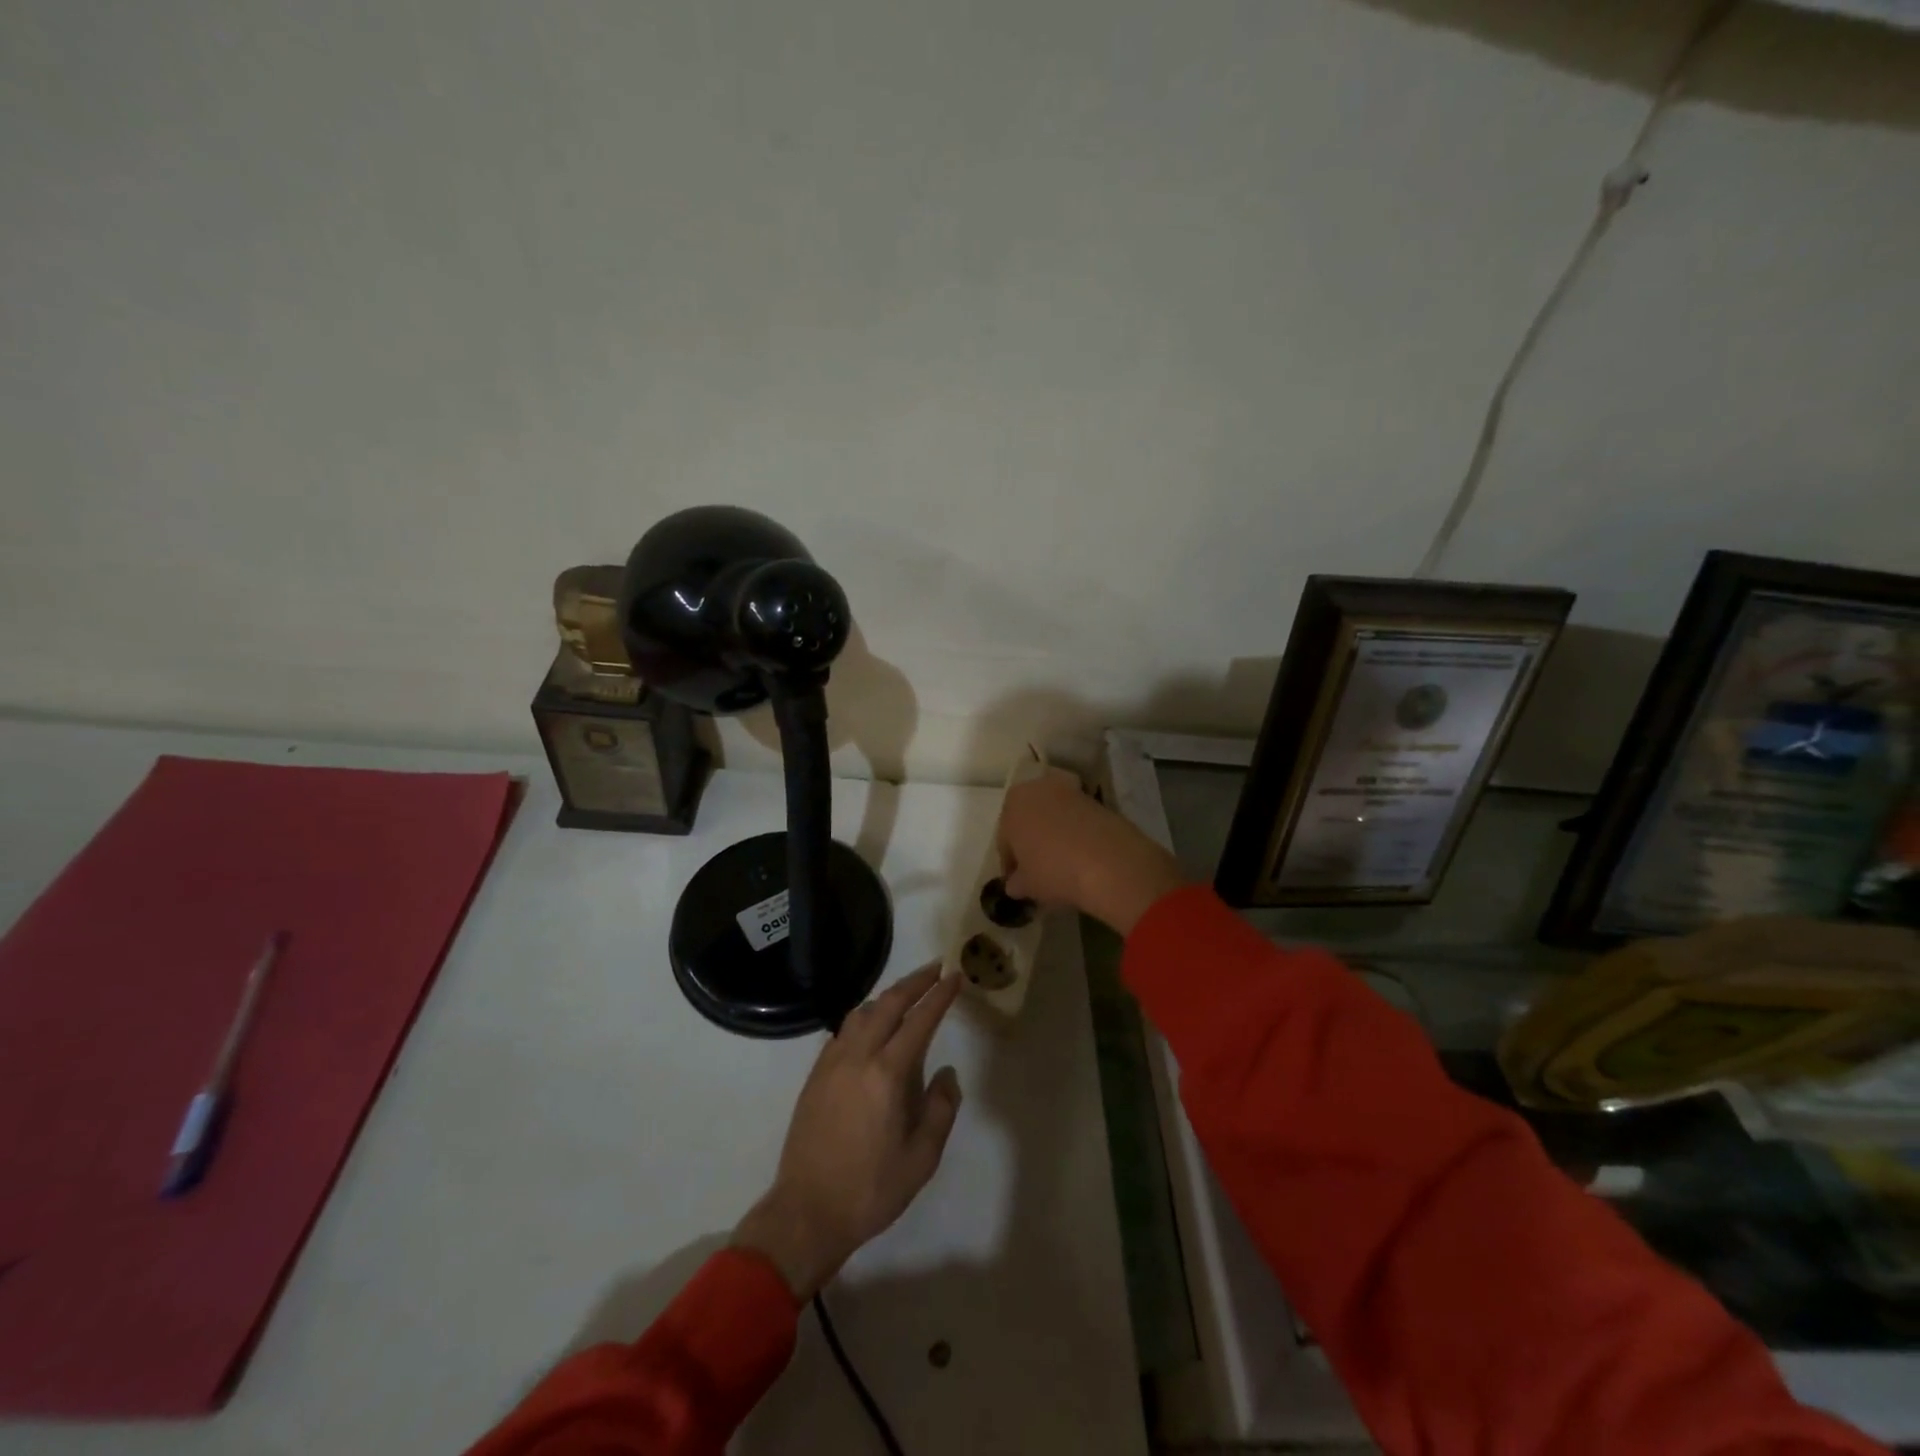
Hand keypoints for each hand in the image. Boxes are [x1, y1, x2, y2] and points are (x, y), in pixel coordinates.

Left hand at [733, 965, 962, 1300]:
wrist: (806, 1212)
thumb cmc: (870, 1190)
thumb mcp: (921, 1159)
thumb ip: (940, 1109)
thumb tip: (946, 1073)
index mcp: (887, 1074)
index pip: (919, 1020)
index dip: (939, 995)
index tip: (955, 976)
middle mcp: (857, 1057)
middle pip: (888, 1003)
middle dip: (915, 981)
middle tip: (936, 969)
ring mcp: (831, 1063)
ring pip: (862, 1012)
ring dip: (887, 996)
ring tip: (907, 995)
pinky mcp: (815, 1075)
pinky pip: (843, 1031)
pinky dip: (864, 1018)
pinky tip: (872, 1029)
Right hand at [998, 769, 1185, 934]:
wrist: (1110, 862)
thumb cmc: (1054, 871)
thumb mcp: (1027, 885)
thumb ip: (1016, 883)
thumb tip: (1015, 884)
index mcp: (1013, 804)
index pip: (1005, 838)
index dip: (1010, 863)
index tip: (1017, 881)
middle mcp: (1038, 789)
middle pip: (1029, 820)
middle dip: (1031, 843)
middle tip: (1037, 871)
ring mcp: (1070, 791)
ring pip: (1054, 817)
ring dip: (1054, 836)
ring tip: (1062, 865)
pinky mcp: (1097, 800)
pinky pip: (1077, 820)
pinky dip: (1076, 835)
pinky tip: (1081, 858)